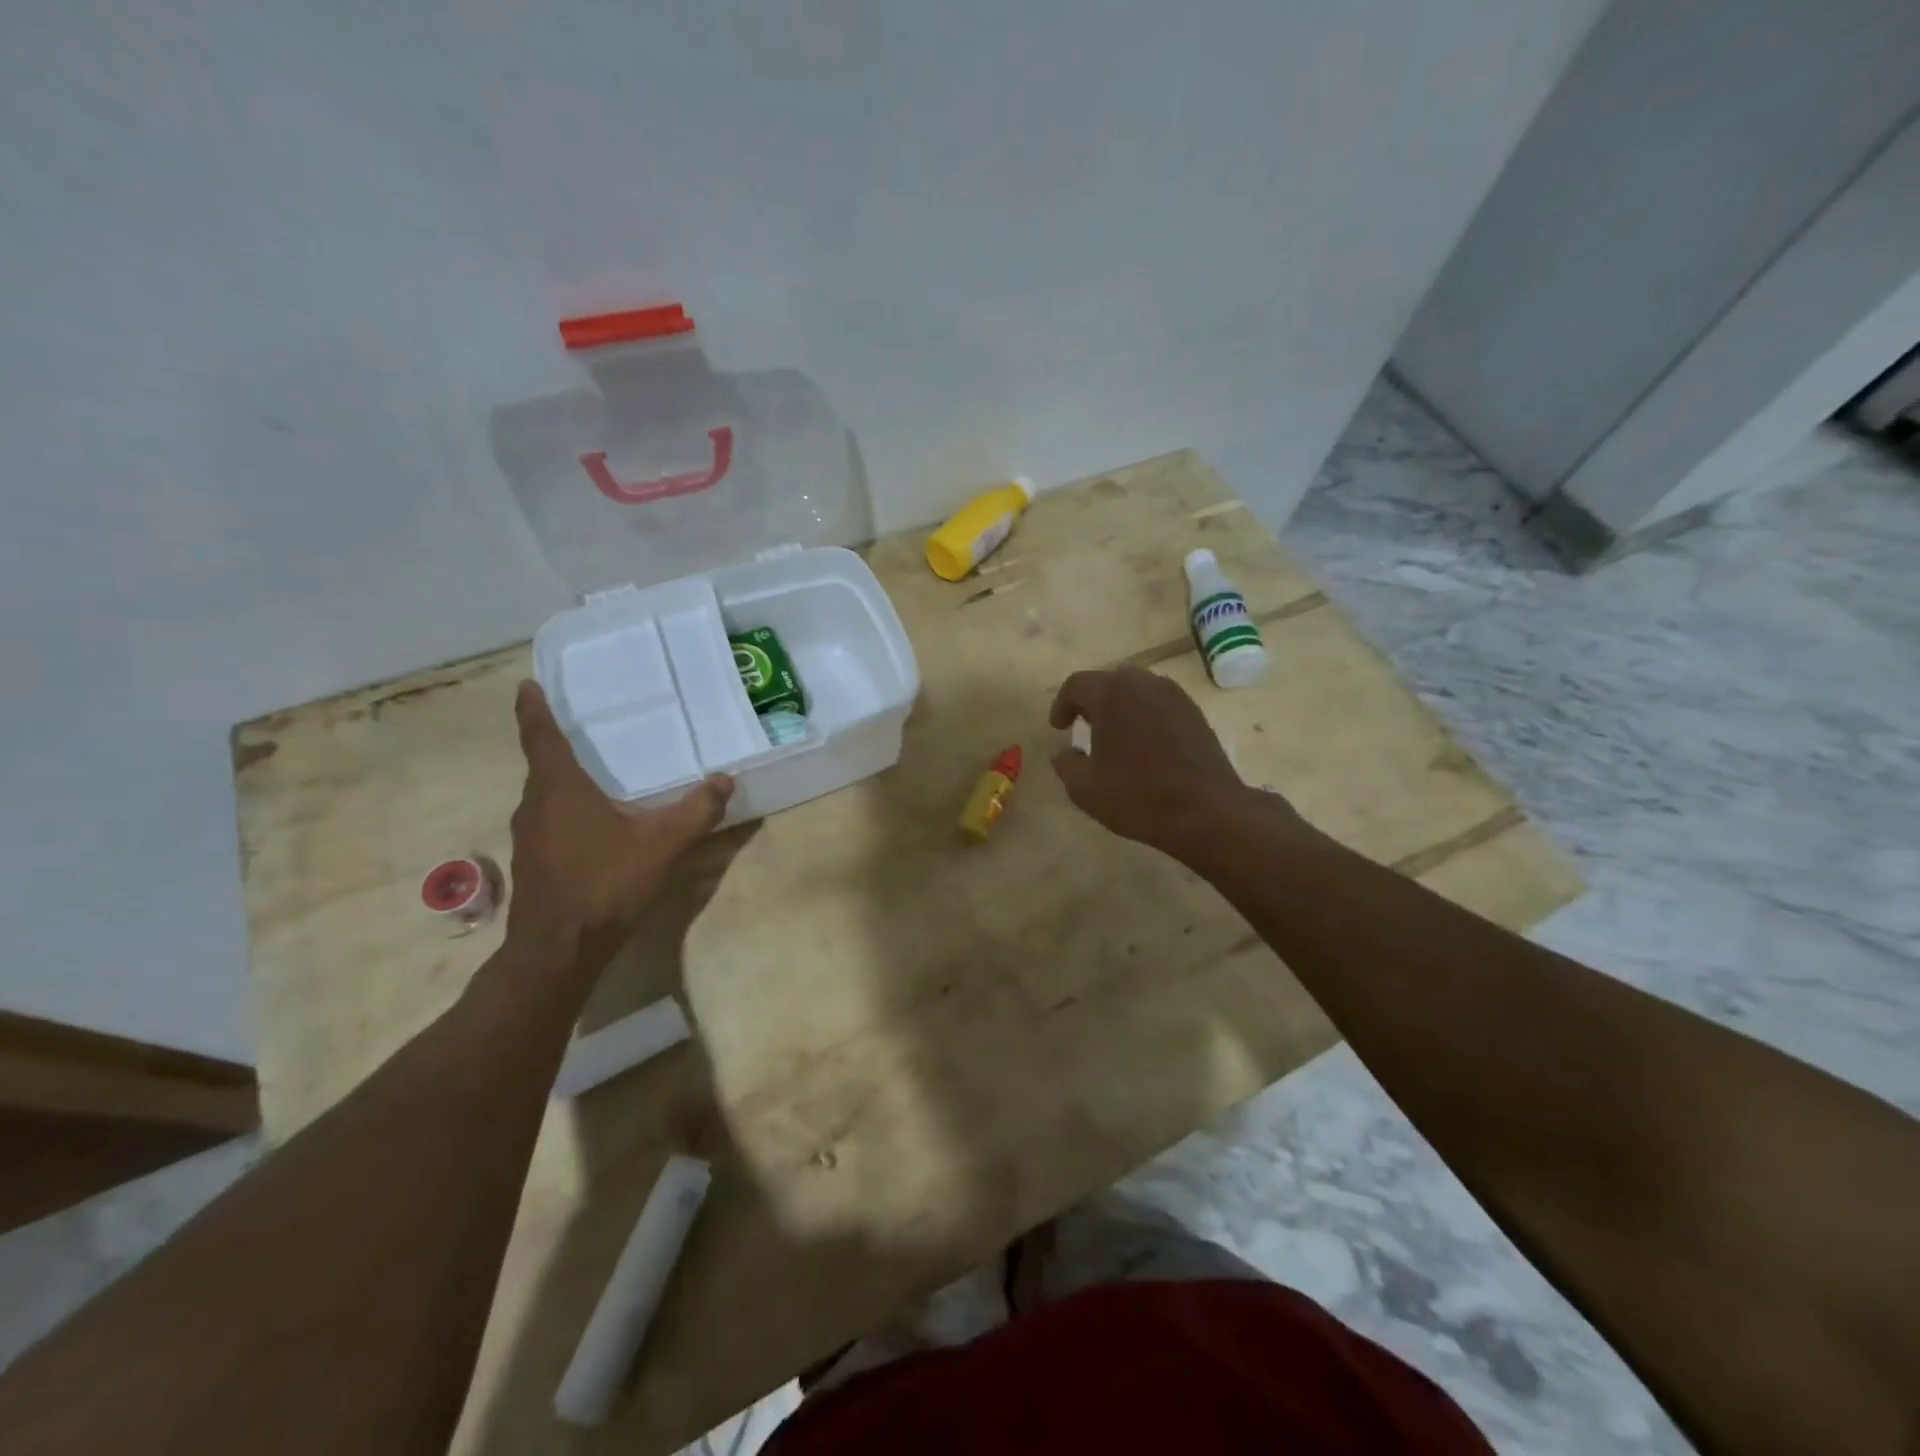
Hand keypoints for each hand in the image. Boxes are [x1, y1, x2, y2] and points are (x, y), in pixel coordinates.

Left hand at [506, 681, 732, 954]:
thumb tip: (725, 780)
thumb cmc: (606, 882)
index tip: (527, 685)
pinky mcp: (535, 863)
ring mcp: (529, 837)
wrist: (560, 949)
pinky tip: (596, 827)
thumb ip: (697, 810)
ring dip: (564, 782)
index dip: (533, 709)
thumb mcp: (663, 842)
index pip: (541, 736)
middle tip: (584, 729)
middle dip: (558, 745)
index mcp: (559, 788)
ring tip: (595, 775)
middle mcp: (535, 805)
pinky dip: (568, 812)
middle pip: (543, 766)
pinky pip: (550, 822)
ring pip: (545, 797)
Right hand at [1048, 666, 1273, 858]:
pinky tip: (1143, 744)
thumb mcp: (1085, 789)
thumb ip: (1066, 764)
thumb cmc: (1139, 797)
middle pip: (1109, 681)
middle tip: (1084, 727)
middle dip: (1092, 701)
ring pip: (1137, 689)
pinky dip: (1144, 714)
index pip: (1077, 685)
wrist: (1208, 812)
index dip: (1062, 705)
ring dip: (1120, 706)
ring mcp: (1174, 696)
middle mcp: (1143, 684)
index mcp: (1111, 695)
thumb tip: (1064, 752)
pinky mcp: (1194, 712)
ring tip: (1114, 734)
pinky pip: (1158, 702)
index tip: (1059, 728)